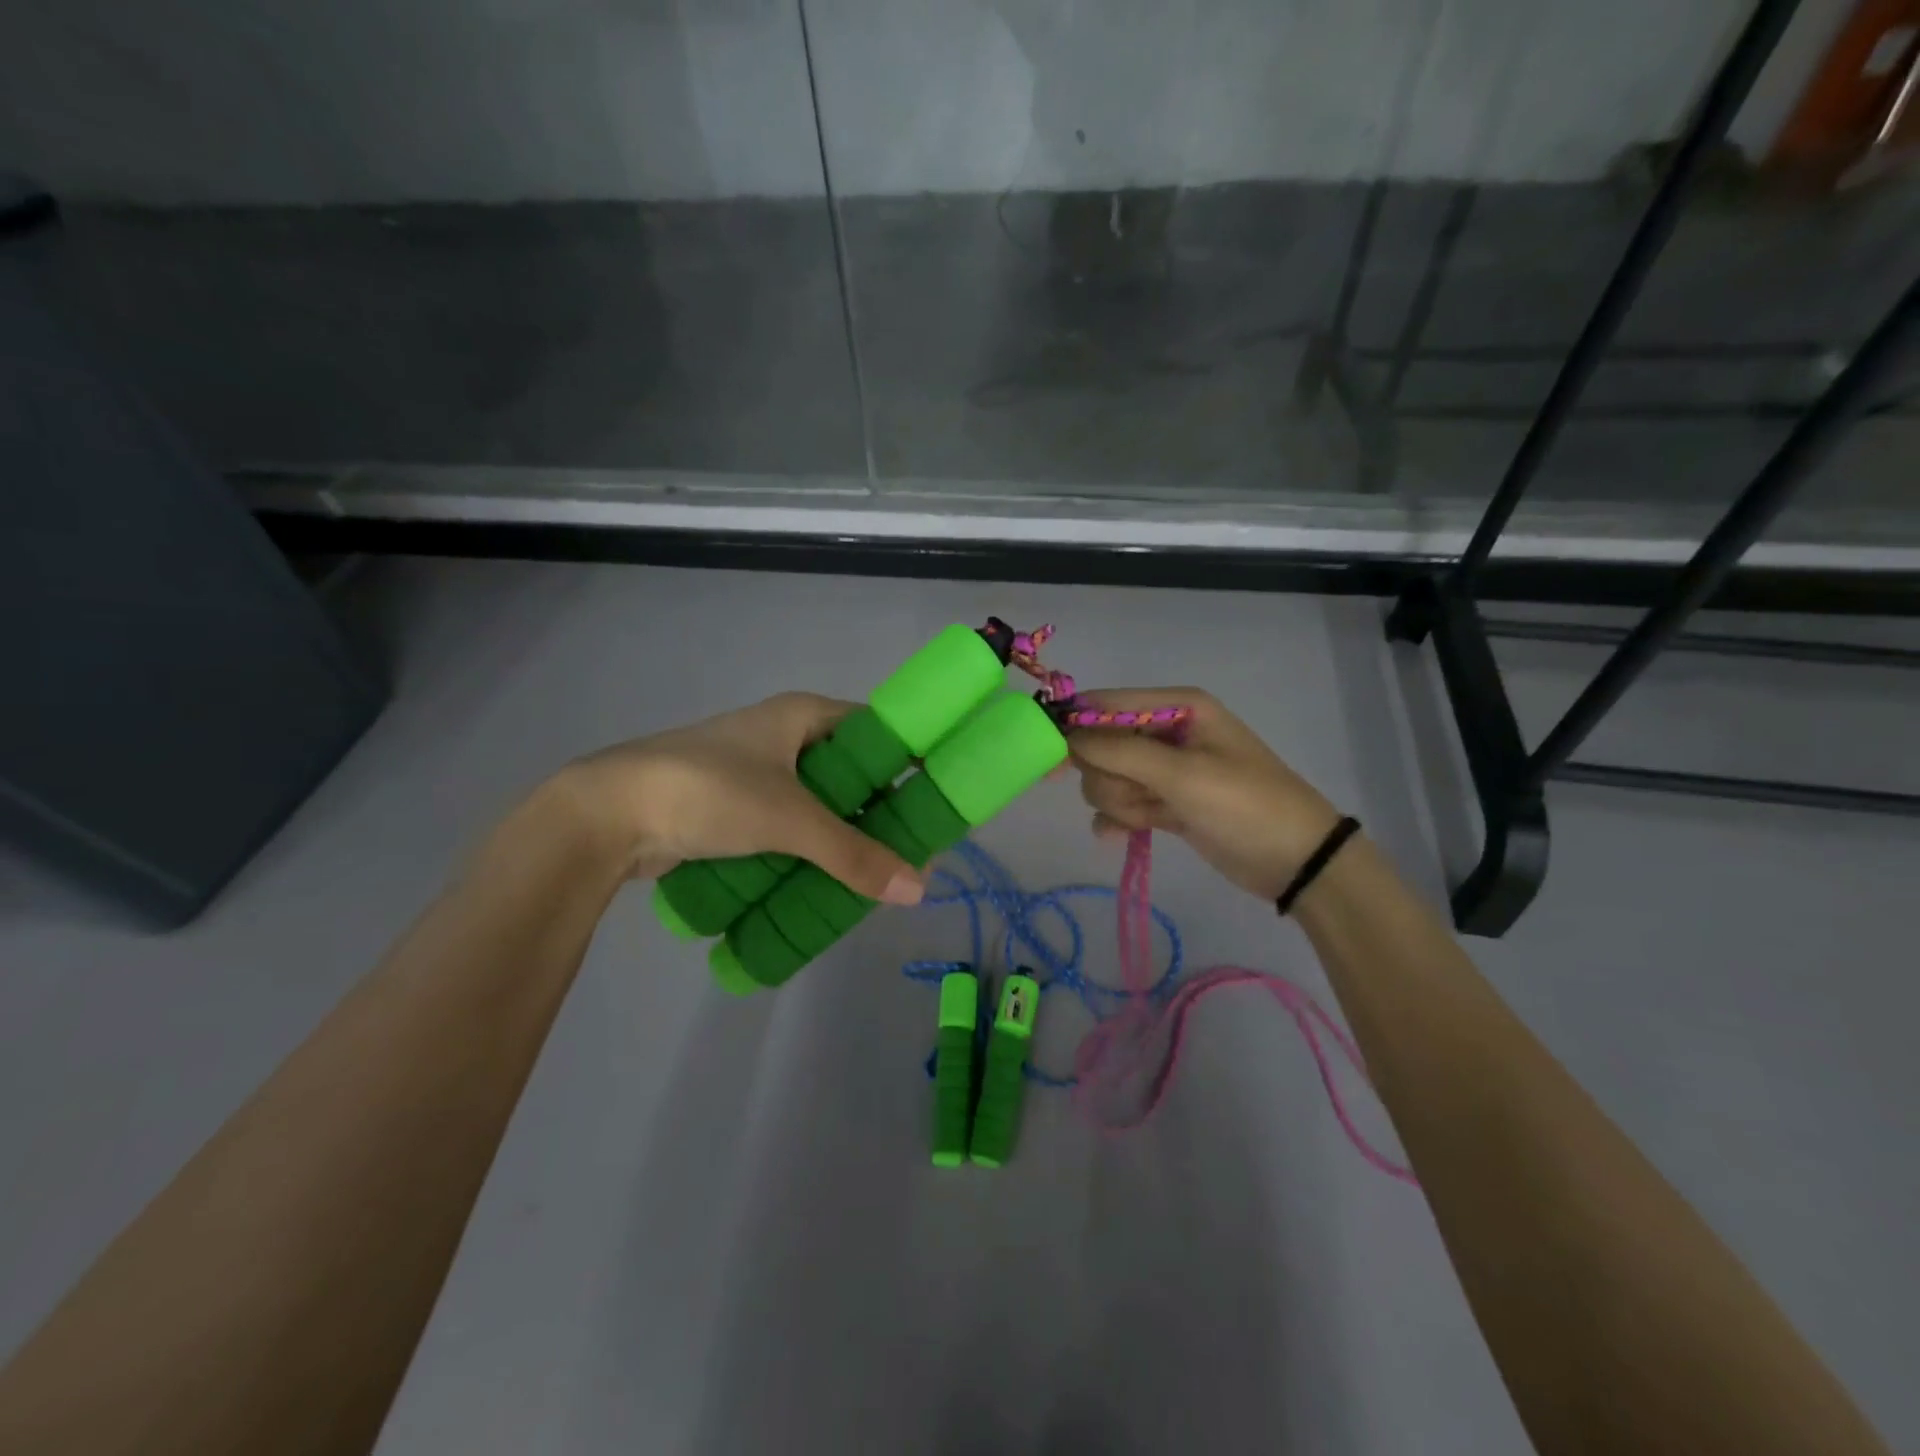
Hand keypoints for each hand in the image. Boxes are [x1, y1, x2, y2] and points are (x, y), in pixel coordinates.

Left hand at [552, 693, 925, 903]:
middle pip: (850, 771)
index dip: (909, 761)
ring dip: (842, 835)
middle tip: (910, 850)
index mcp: (802, 715)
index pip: (876, 730)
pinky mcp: (732, 806)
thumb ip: (854, 855)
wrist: (605, 814)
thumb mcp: (790, 821)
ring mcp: (756, 771)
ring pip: (818, 802)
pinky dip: (808, 849)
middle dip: (877, 810)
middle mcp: (783, 736)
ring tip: (876, 873)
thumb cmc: (708, 792)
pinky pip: (787, 825)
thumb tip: (918, 890)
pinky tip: (827, 880)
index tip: (936, 801)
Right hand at [1068, 688, 1343, 901]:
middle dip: (1110, 777)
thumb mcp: (1182, 774)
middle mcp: (1166, 733)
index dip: (1073, 727)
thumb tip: (1067, 735)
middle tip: (1140, 795)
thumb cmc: (1244, 804)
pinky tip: (1122, 836)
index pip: (1105, 704)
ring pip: (1108, 779)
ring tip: (1153, 816)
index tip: (1048, 760)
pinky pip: (1122, 804)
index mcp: (1176, 708)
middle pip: (1101, 746)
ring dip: (1120, 802)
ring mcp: (1165, 771)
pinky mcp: (1165, 803)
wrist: (1296, 861)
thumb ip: (1119, 752)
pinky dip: (1119, 820)